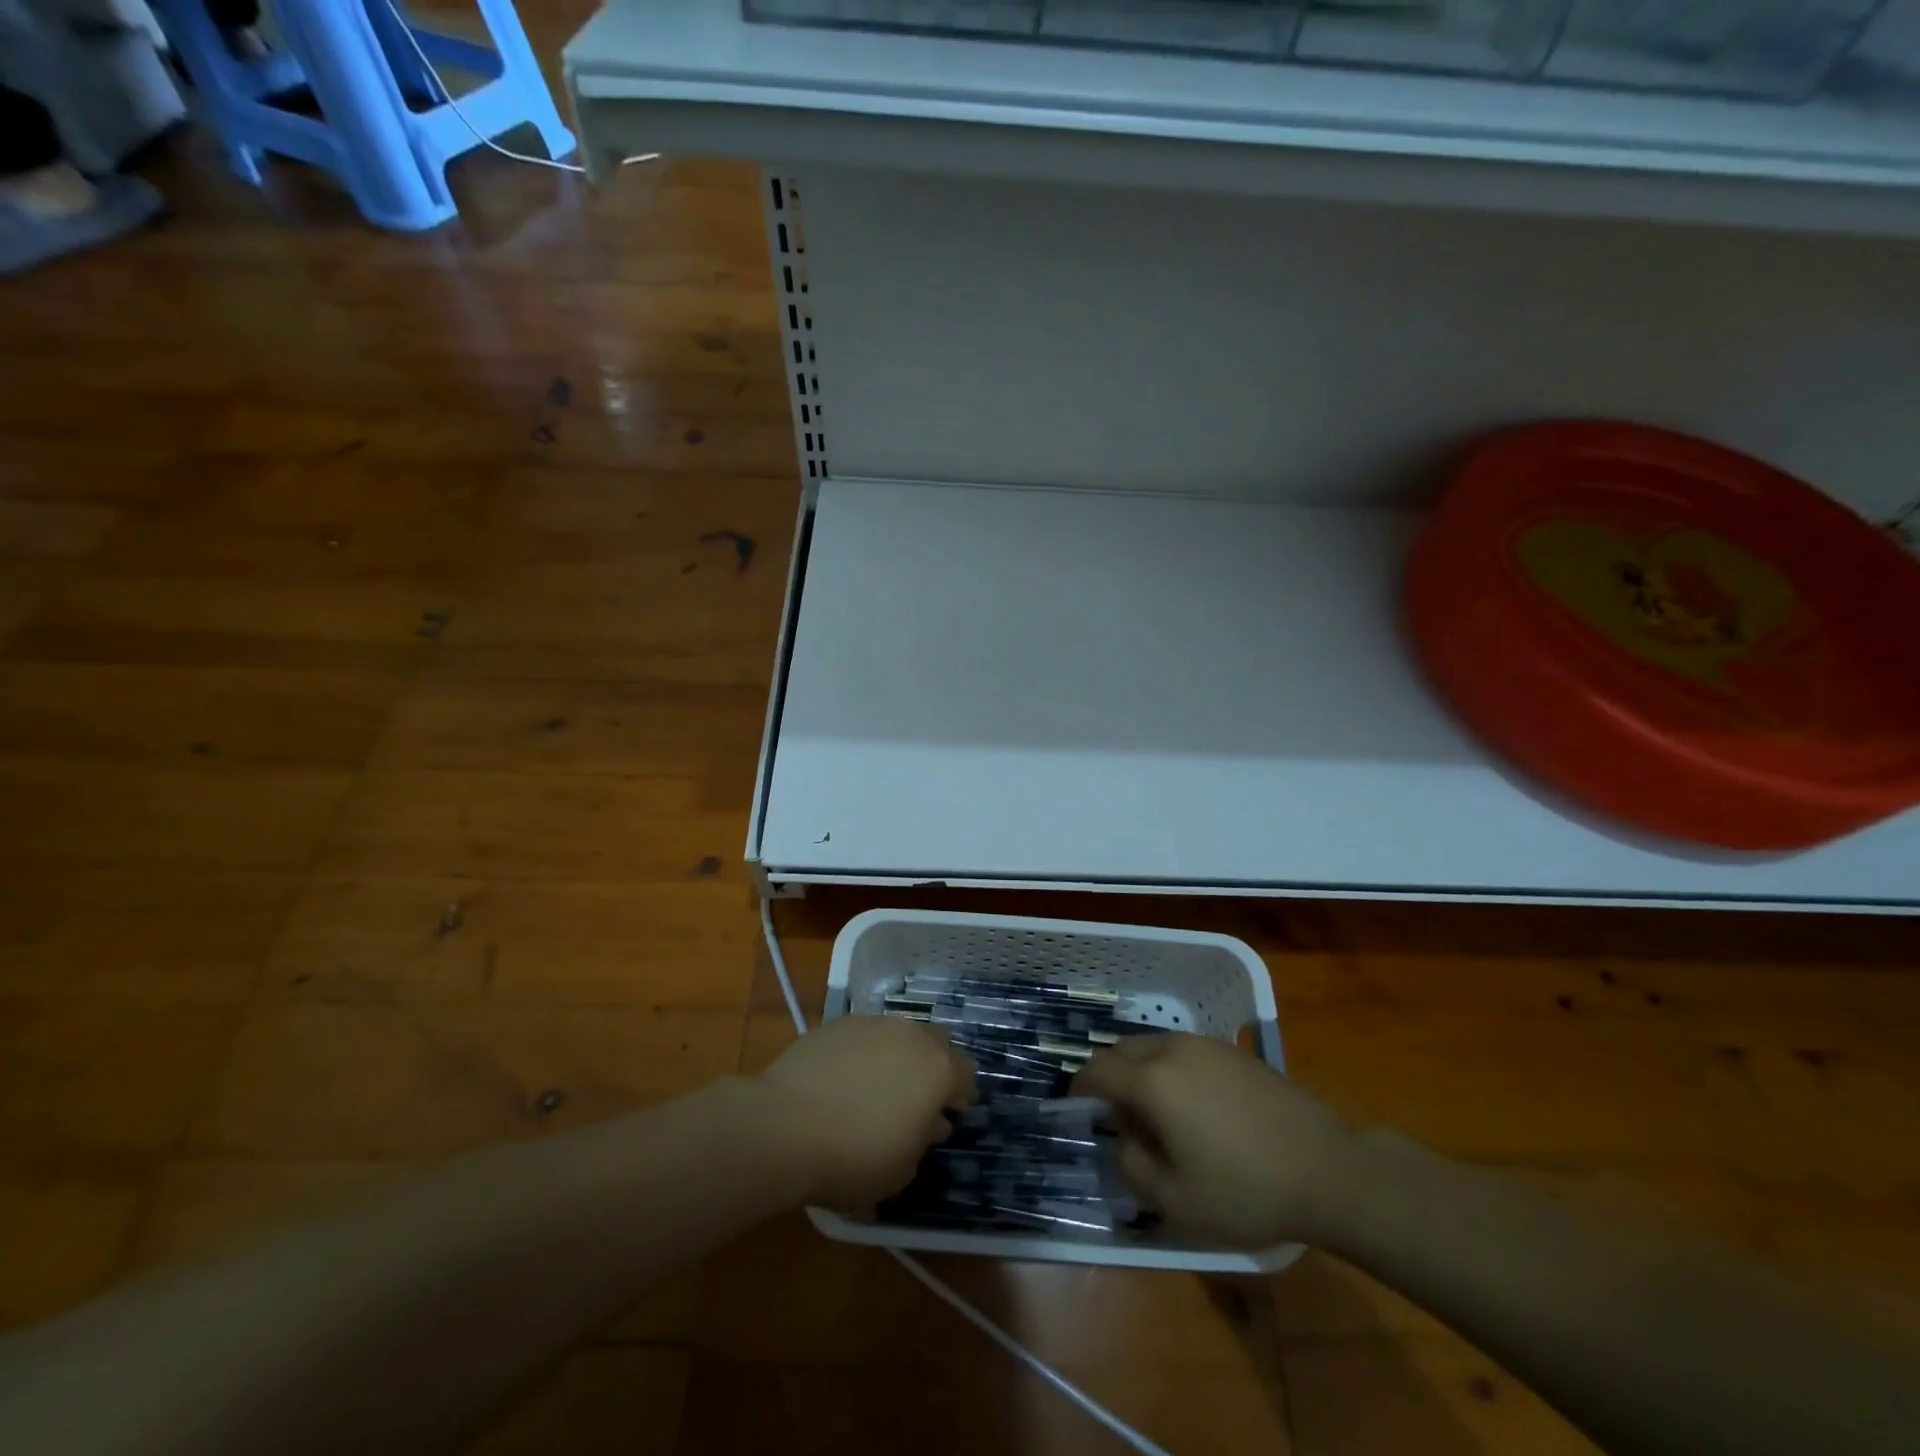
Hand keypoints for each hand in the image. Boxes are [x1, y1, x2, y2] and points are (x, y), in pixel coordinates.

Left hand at [757, 1015, 976, 1211]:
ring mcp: (872, 1024)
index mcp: (938, 1069)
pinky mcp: (836, 1024)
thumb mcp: (901, 1169)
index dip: (962, 1095)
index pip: (965, 1074)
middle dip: (934, 1066)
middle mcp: (910, 1035)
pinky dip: (864, 1053)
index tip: (953, 1114)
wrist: (784, 1126)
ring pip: (898, 1034)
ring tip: (879, 1087)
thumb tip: (929, 1123)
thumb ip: (923, 1140)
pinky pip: (863, 1036)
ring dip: (898, 1056)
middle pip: (936, 1043)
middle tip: (920, 1097)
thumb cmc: (854, 1156)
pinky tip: (845, 1080)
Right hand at [1073, 1033, 1353, 1247]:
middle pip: (1122, 1050)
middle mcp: (1173, 1049)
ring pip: (1153, 1046)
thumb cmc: (1246, 1190)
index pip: (1098, 1070)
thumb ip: (1132, 1165)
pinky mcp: (1233, 1051)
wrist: (1328, 1171)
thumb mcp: (1175, 1200)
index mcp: (1152, 1081)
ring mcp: (1206, 1045)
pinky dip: (1169, 1068)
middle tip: (1116, 1116)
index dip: (1080, 1087)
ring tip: (1155, 1112)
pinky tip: (1192, 1105)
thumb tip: (1124, 1138)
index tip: (1076, 1107)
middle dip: (1109, 1076)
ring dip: (1140, 1070)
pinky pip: (1183, 1050)